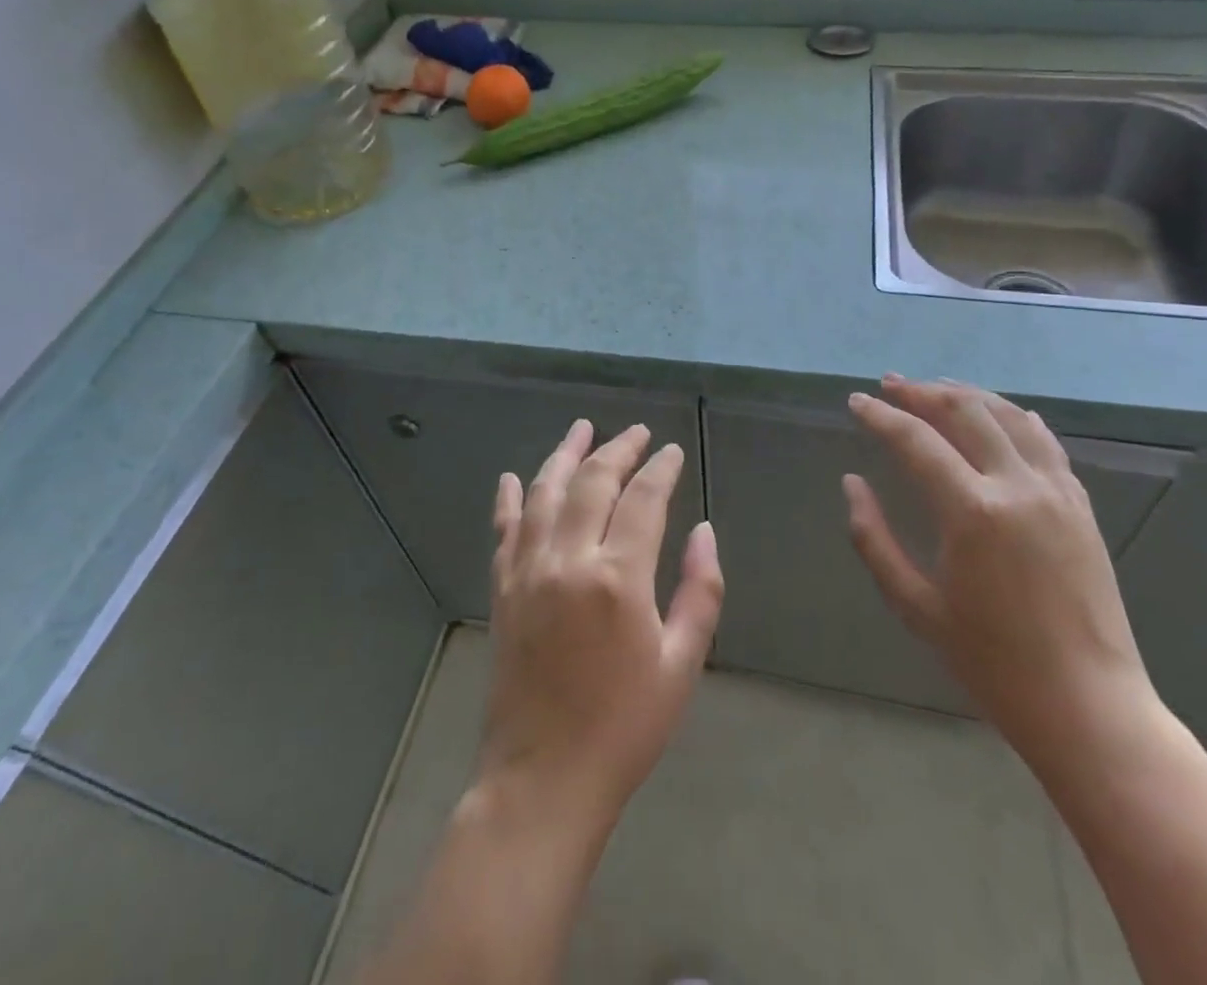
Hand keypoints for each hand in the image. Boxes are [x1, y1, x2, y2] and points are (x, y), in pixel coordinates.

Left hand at [479, 420, 724, 831]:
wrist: (544, 779)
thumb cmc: (624, 726)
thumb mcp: (682, 664)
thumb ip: (700, 591)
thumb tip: (704, 531)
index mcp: (618, 577)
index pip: (644, 499)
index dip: (661, 469)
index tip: (672, 452)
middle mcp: (568, 560)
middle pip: (593, 482)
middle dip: (618, 449)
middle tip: (638, 433)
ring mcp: (528, 571)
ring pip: (545, 493)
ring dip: (564, 455)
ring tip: (581, 428)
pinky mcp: (503, 590)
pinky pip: (504, 530)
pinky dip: (508, 499)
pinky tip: (512, 477)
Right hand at [845, 375, 1156, 757]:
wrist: (1087, 705)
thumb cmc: (991, 662)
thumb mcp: (915, 606)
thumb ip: (874, 539)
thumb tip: (852, 483)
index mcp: (972, 511)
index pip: (915, 441)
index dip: (881, 416)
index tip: (856, 401)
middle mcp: (1016, 485)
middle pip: (964, 411)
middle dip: (921, 392)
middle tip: (890, 384)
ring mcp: (1056, 491)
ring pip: (1007, 416)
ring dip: (967, 395)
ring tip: (935, 388)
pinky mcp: (1080, 504)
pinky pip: (1044, 441)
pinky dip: (1014, 417)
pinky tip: (999, 414)